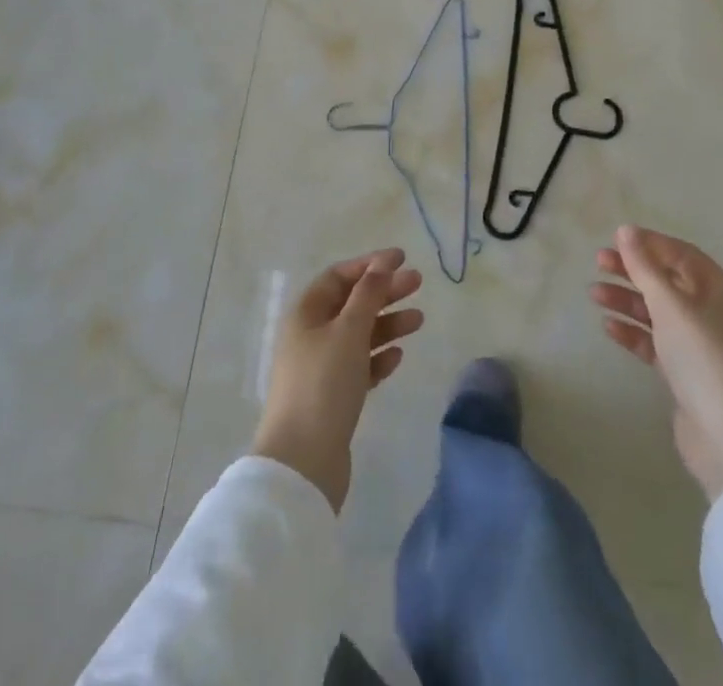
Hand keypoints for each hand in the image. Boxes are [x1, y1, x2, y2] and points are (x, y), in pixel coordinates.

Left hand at [251, 248, 424, 512]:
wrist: (303, 463)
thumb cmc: (324, 384)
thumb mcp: (349, 331)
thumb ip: (368, 294)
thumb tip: (381, 263)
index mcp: (305, 314)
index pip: (339, 277)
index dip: (369, 265)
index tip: (401, 258)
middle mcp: (310, 336)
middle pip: (351, 303)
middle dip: (384, 291)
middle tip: (418, 283)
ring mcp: (320, 368)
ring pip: (358, 335)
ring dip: (387, 324)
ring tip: (419, 320)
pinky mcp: (332, 397)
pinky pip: (359, 366)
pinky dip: (378, 357)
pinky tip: (398, 356)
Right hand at [592, 224, 722, 500]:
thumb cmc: (703, 358)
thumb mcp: (670, 306)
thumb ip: (645, 267)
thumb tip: (625, 231)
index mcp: (719, 290)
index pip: (681, 254)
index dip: (649, 243)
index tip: (616, 239)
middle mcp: (712, 312)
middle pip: (667, 281)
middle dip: (633, 271)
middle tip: (599, 262)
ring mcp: (699, 344)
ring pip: (657, 312)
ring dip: (627, 300)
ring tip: (594, 294)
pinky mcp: (685, 373)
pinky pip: (655, 342)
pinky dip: (633, 332)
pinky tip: (609, 327)